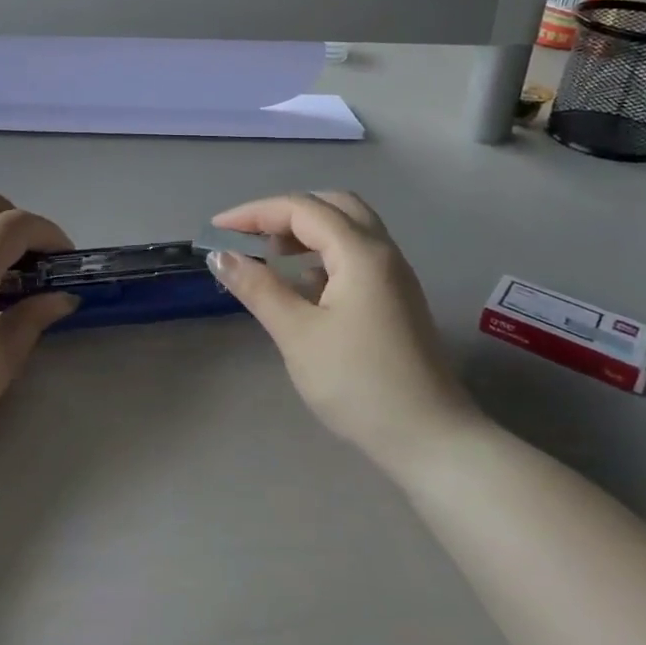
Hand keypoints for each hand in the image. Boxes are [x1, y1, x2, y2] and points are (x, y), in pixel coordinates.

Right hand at [207, 192, 475, 471]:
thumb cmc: (359, 384)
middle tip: (249, 236)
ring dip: (306, 231)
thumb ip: (258, 288)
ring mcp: (394, 275)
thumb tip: (220, 256)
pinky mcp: (395, 297)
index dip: (254, 213)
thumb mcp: (298, 335)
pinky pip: (356, 254)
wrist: (429, 439)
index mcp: (361, 253)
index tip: (216, 231)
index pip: (302, 209)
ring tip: (269, 254)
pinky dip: (323, 253)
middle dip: (285, 212)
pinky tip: (302, 283)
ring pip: (348, 228)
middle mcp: (383, 252)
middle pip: (332, 206)